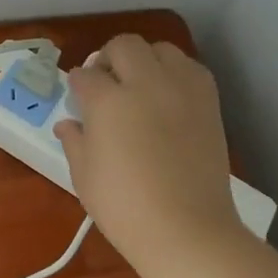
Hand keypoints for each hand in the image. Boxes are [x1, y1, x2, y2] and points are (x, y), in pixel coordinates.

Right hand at [54, 34, 242, 270]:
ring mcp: (181, 90)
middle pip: (124, 46)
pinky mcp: (209, 103)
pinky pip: (190, 68)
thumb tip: (68, 124)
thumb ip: (75, 141)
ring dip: (144, 59)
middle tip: (104, 82)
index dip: (77, 85)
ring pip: (161, 49)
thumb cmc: (125, 208)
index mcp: (108, 101)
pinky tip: (167, 96)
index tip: (77, 96)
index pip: (85, 76)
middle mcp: (146, 84)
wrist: (188, 231)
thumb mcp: (84, 176)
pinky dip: (175, 73)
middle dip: (108, 58)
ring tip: (139, 84)